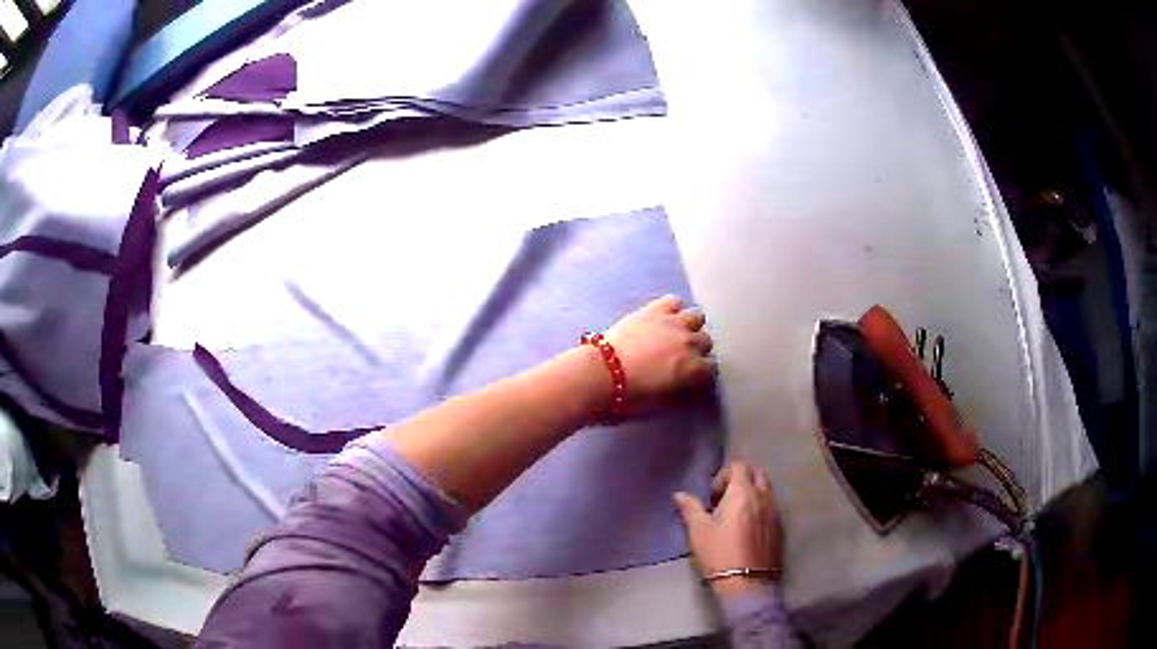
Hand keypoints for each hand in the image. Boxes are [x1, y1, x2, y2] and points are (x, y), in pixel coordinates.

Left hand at [603, 295, 713, 407]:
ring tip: (676, 335)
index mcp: (693, 370)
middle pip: (706, 341)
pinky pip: (674, 301)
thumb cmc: (629, 398)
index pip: (710, 370)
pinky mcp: (654, 310)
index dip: (700, 374)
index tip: (691, 378)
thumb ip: (680, 392)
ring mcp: (673, 323)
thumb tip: (685, 387)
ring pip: (696, 317)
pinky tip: (664, 317)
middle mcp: (690, 343)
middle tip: (681, 357)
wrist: (601, 375)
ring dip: (689, 326)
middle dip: (696, 349)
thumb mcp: (661, 404)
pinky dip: (673, 309)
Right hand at [675, 461, 781, 595]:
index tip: (711, 497)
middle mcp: (763, 496)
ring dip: (751, 493)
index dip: (723, 475)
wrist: (746, 582)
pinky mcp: (779, 527)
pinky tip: (747, 528)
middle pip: (757, 473)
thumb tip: (679, 494)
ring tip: (734, 514)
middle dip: (741, 479)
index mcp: (742, 493)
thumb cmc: (719, 553)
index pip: (739, 466)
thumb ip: (690, 508)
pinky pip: (771, 506)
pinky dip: (760, 507)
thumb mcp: (698, 531)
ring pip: (766, 489)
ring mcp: (774, 512)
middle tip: (724, 499)